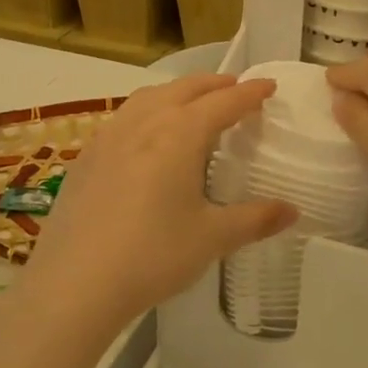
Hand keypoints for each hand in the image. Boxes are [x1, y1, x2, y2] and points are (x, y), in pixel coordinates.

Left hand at [20, 75, 297, 334]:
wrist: (75, 283)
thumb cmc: (153, 255)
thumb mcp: (212, 238)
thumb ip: (255, 219)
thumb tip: (293, 211)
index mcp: (180, 134)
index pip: (224, 102)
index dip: (250, 93)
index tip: (268, 86)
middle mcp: (144, 123)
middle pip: (184, 89)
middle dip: (214, 84)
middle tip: (236, 89)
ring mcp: (109, 136)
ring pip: (149, 97)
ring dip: (177, 92)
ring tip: (192, 104)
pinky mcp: (86, 157)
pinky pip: (124, 117)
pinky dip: (147, 112)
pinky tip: (146, 138)